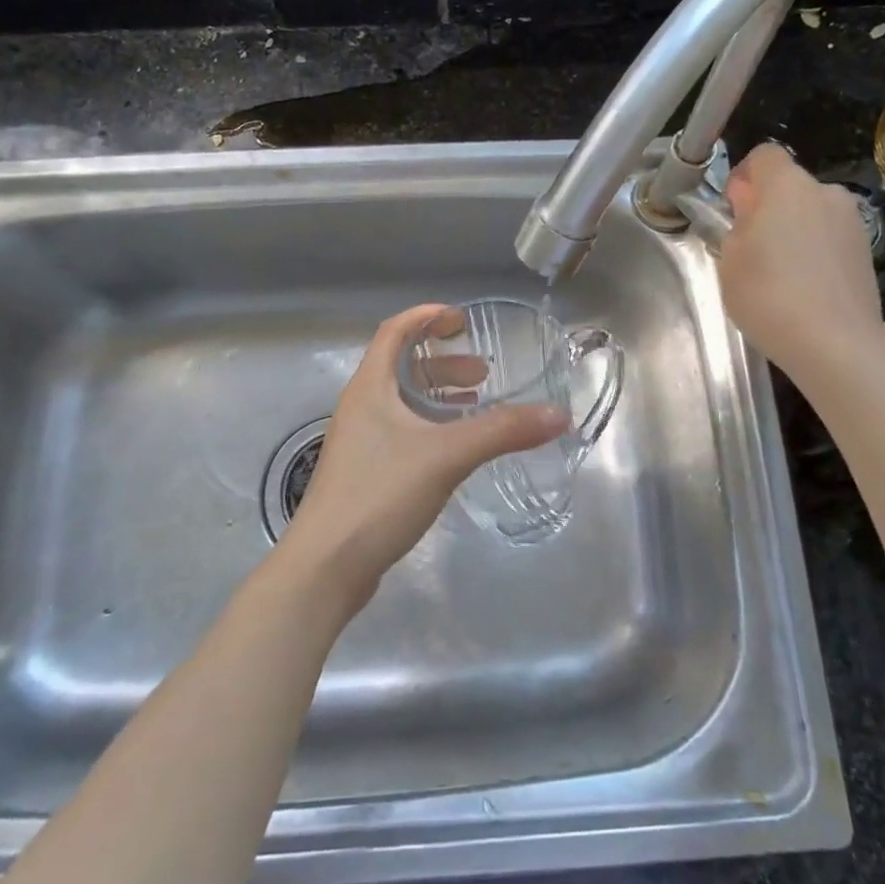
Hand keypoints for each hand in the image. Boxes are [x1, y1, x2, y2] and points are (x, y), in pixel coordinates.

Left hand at [278, 304, 567, 610]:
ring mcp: (360, 442)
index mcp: (369, 387)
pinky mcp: (365, 473)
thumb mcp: (446, 456)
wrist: (326, 566)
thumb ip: (501, 432)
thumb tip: (559, 414)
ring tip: (476, 404)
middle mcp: (360, 407)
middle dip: (443, 362)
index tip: (461, 318)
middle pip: (400, 367)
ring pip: (402, 402)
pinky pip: (402, 432)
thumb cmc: (379, 494)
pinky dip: (431, 426)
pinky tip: (455, 448)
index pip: (393, 331)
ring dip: (439, 396)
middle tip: (483, 373)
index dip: (425, 317)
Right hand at [718, 144, 884, 375]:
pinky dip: (814, 251)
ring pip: (811, 212)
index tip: (733, 209)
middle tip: (751, 248)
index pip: (763, 155)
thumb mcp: (730, 259)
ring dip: (793, 229)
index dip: (743, 176)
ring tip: (779, 273)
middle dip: (768, 207)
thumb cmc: (768, 294)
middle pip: (789, 186)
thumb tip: (750, 210)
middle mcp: (825, 192)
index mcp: (787, 186)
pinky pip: (829, 237)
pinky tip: (804, 287)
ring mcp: (852, 221)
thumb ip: (738, 224)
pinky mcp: (866, 250)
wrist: (835, 341)